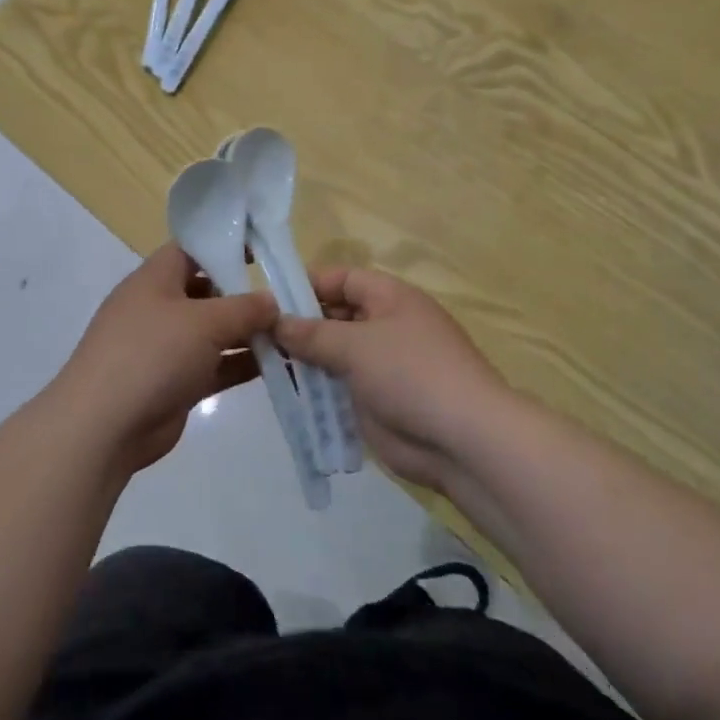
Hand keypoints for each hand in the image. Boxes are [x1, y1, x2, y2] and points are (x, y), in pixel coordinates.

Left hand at [53, 244, 277, 474]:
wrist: (105, 426)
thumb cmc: (152, 354)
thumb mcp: (204, 322)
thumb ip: (244, 308)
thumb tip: (272, 301)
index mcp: (154, 279)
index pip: (191, 249)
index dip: (224, 245)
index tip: (262, 251)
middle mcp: (159, 308)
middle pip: (206, 291)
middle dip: (242, 293)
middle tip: (286, 296)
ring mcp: (165, 347)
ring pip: (213, 331)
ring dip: (247, 332)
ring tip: (290, 331)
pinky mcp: (175, 383)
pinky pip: (214, 365)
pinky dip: (240, 363)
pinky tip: (278, 364)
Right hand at [276, 268, 510, 492]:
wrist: (462, 440)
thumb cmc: (410, 373)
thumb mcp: (356, 345)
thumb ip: (312, 333)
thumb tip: (276, 322)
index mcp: (390, 298)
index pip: (342, 278)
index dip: (307, 284)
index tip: (269, 299)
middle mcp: (386, 325)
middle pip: (335, 315)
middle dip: (300, 324)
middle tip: (257, 336)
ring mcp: (382, 365)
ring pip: (333, 353)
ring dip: (304, 359)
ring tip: (263, 364)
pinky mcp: (376, 400)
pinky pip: (339, 386)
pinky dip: (316, 388)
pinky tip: (286, 393)